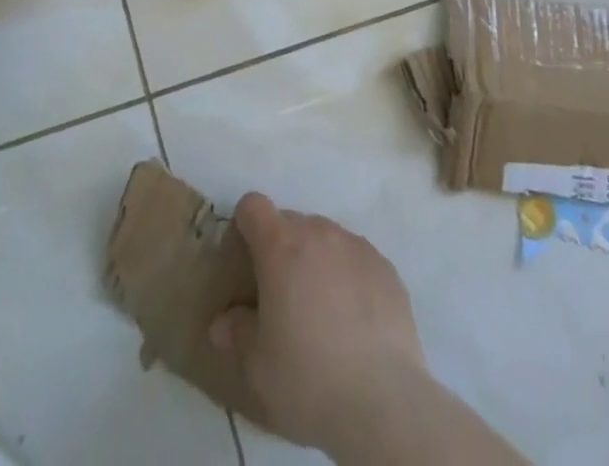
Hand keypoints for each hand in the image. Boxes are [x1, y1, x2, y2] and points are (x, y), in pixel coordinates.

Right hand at [208, 193, 428, 455]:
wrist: (383, 402)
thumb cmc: (308, 378)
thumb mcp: (259, 365)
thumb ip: (238, 333)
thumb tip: (223, 323)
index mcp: (280, 246)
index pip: (254, 206)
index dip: (246, 225)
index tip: (247, 259)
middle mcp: (318, 232)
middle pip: (291, 222)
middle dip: (283, 248)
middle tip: (284, 296)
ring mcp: (356, 246)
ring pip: (326, 238)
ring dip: (318, 259)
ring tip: (324, 309)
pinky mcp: (385, 267)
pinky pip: (357, 258)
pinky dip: (350, 276)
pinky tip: (356, 320)